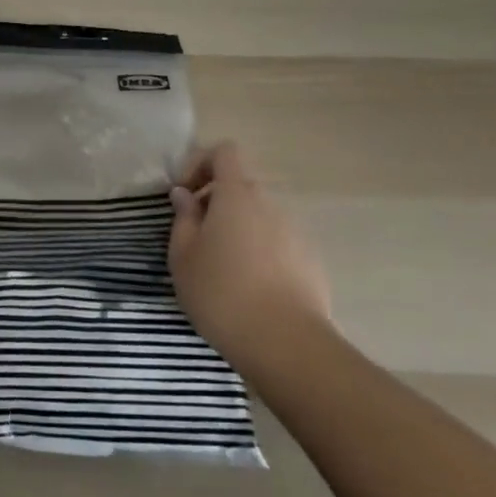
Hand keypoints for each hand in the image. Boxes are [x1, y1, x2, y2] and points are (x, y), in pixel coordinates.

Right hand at [168, 141, 332, 372]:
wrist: (287, 345)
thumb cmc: (222, 292)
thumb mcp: (183, 256)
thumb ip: (183, 218)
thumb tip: (185, 195)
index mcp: (237, 195)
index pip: (225, 152)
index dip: (201, 163)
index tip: (185, 195)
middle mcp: (270, 204)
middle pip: (241, 186)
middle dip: (216, 202)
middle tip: (197, 237)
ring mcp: (296, 233)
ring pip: (260, 217)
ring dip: (239, 229)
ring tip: (223, 268)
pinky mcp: (312, 262)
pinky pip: (278, 243)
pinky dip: (261, 253)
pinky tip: (250, 289)